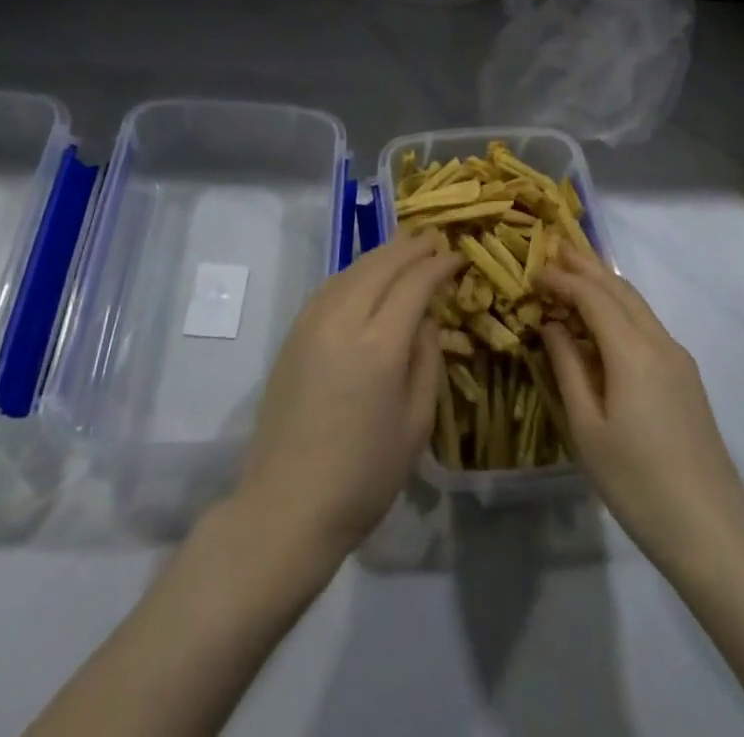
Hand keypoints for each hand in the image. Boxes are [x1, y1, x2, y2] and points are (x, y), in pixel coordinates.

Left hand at [235, 229, 460, 563]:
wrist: (287, 506)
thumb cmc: (364, 475)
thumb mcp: (416, 424)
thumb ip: (426, 360)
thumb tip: (425, 318)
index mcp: (379, 345)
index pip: (414, 283)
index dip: (438, 265)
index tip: (456, 257)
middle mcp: (343, 321)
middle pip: (381, 265)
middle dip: (411, 247)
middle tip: (434, 238)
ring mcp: (312, 324)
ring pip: (352, 270)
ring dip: (382, 254)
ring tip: (405, 246)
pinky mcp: (293, 334)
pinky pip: (330, 286)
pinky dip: (355, 271)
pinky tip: (366, 275)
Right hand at [539, 257, 743, 575]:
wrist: (712, 530)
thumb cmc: (637, 482)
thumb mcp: (588, 428)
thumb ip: (568, 368)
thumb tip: (553, 325)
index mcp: (632, 351)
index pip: (592, 296)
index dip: (562, 279)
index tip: (533, 271)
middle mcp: (659, 342)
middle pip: (620, 289)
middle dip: (587, 265)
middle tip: (556, 247)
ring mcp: (678, 358)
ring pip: (637, 304)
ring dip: (606, 282)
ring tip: (577, 269)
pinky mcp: (686, 377)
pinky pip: (648, 324)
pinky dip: (621, 306)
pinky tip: (606, 316)